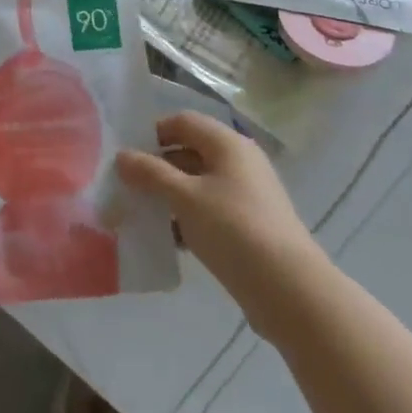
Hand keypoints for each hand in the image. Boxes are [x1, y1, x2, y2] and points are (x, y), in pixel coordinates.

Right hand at [116, 112, 329, 341]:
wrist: (290, 291)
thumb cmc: (234, 229)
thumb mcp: (184, 198)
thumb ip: (150, 173)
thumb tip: (121, 156)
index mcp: (227, 143)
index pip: (182, 122)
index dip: (153, 134)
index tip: (127, 157)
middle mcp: (239, 161)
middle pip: (189, 152)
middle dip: (157, 168)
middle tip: (126, 187)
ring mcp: (247, 194)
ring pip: (197, 184)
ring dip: (169, 195)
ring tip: (141, 214)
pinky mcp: (249, 225)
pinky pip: (209, 210)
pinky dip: (187, 218)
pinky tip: (168, 239)